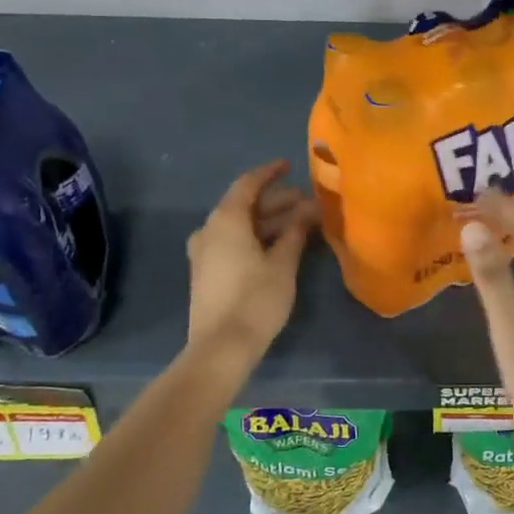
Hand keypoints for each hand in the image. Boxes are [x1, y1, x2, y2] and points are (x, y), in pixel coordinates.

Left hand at [186, 161, 318, 361]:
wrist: (221, 347)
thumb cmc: (256, 299)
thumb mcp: (283, 263)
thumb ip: (295, 232)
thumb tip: (309, 210)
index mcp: (226, 220)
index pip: (248, 184)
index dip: (270, 173)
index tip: (290, 165)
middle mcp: (210, 230)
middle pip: (244, 206)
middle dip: (276, 202)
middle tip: (307, 203)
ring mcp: (204, 253)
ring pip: (239, 226)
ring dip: (268, 222)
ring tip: (300, 225)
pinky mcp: (207, 273)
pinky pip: (233, 242)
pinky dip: (256, 238)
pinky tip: (279, 246)